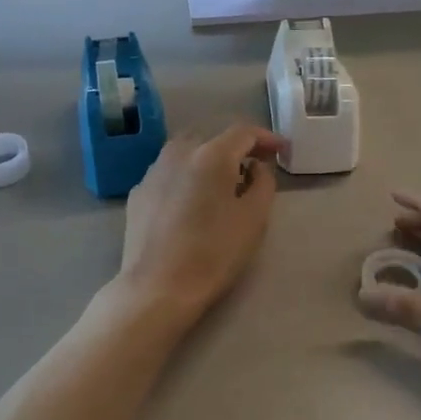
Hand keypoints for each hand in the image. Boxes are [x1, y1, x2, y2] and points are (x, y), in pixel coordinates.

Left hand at [117, 124, 284, 323]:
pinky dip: (186, 177)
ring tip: (222, 183)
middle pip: (213, 138)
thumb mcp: (254, 218)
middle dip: (236, 148)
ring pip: (187, 152)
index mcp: (211, 155)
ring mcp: (153, 172)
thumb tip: (255, 167)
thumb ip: (263, 183)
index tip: (282, 151)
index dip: (266, 138)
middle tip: (254, 167)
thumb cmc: (214, 253)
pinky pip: (169, 173)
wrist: (157, 287)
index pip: (243, 132)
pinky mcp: (138, 193)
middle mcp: (178, 153)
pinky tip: (192, 201)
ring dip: (208, 160)